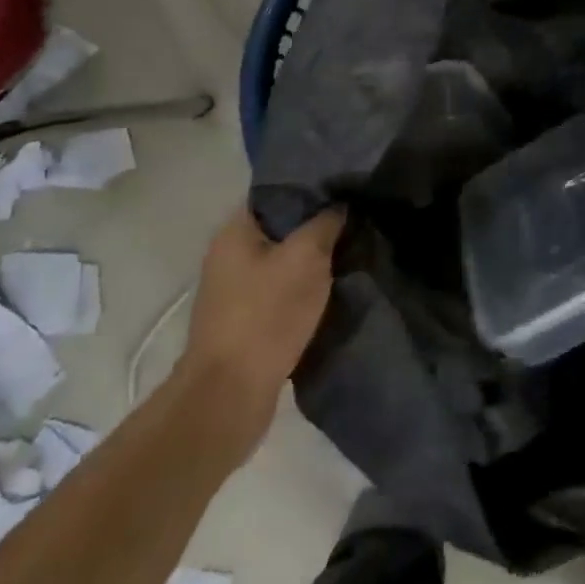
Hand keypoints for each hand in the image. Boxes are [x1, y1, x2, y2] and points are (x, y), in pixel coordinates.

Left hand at [175, 206, 343, 459]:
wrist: (230, 395)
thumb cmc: (266, 315)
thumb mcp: (305, 258)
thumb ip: (325, 224)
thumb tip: (339, 205)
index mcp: (235, 231)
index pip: (275, 193)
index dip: (310, 188)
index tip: (345, 189)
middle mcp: (229, 255)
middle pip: (280, 228)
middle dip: (316, 226)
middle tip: (355, 222)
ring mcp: (235, 291)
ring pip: (283, 261)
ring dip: (312, 261)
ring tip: (350, 254)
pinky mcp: (246, 321)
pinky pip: (281, 292)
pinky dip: (304, 290)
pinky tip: (332, 290)